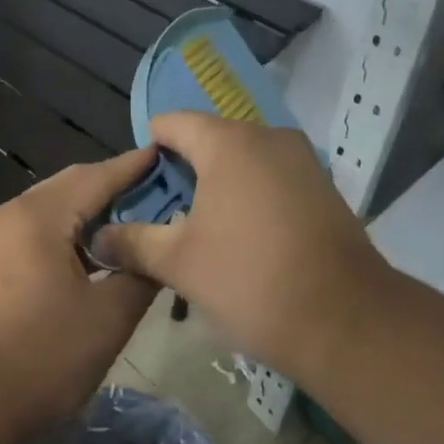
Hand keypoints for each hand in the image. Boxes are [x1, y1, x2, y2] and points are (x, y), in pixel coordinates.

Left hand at [0, 146, 159, 443]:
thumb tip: (159, 250)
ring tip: (135, 219)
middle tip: (160, 191)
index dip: (135, 167)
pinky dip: (70, 230)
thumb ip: (140, 273)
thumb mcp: (108, 317)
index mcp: (39, 217)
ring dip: (92, 209)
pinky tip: (96, 250)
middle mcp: (12, 214)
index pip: (97, 177)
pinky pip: (38, 229)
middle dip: (114, 185)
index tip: (169, 155)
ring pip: (54, 207)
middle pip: (72, 185)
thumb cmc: (42, 357)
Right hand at [90, 113, 396, 383]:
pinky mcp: (323, 185)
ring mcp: (301, 160)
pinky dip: (250, 195)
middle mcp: (266, 136)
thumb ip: (132, 242)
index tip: (138, 189)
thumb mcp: (178, 263)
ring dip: (217, 185)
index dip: (147, 150)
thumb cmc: (250, 280)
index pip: (172, 123)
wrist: (346, 320)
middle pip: (208, 139)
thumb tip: (97, 238)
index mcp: (227, 142)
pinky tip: (243, 236)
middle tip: (163, 215)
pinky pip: (271, 176)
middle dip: (182, 171)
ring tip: (200, 229)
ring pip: (242, 159)